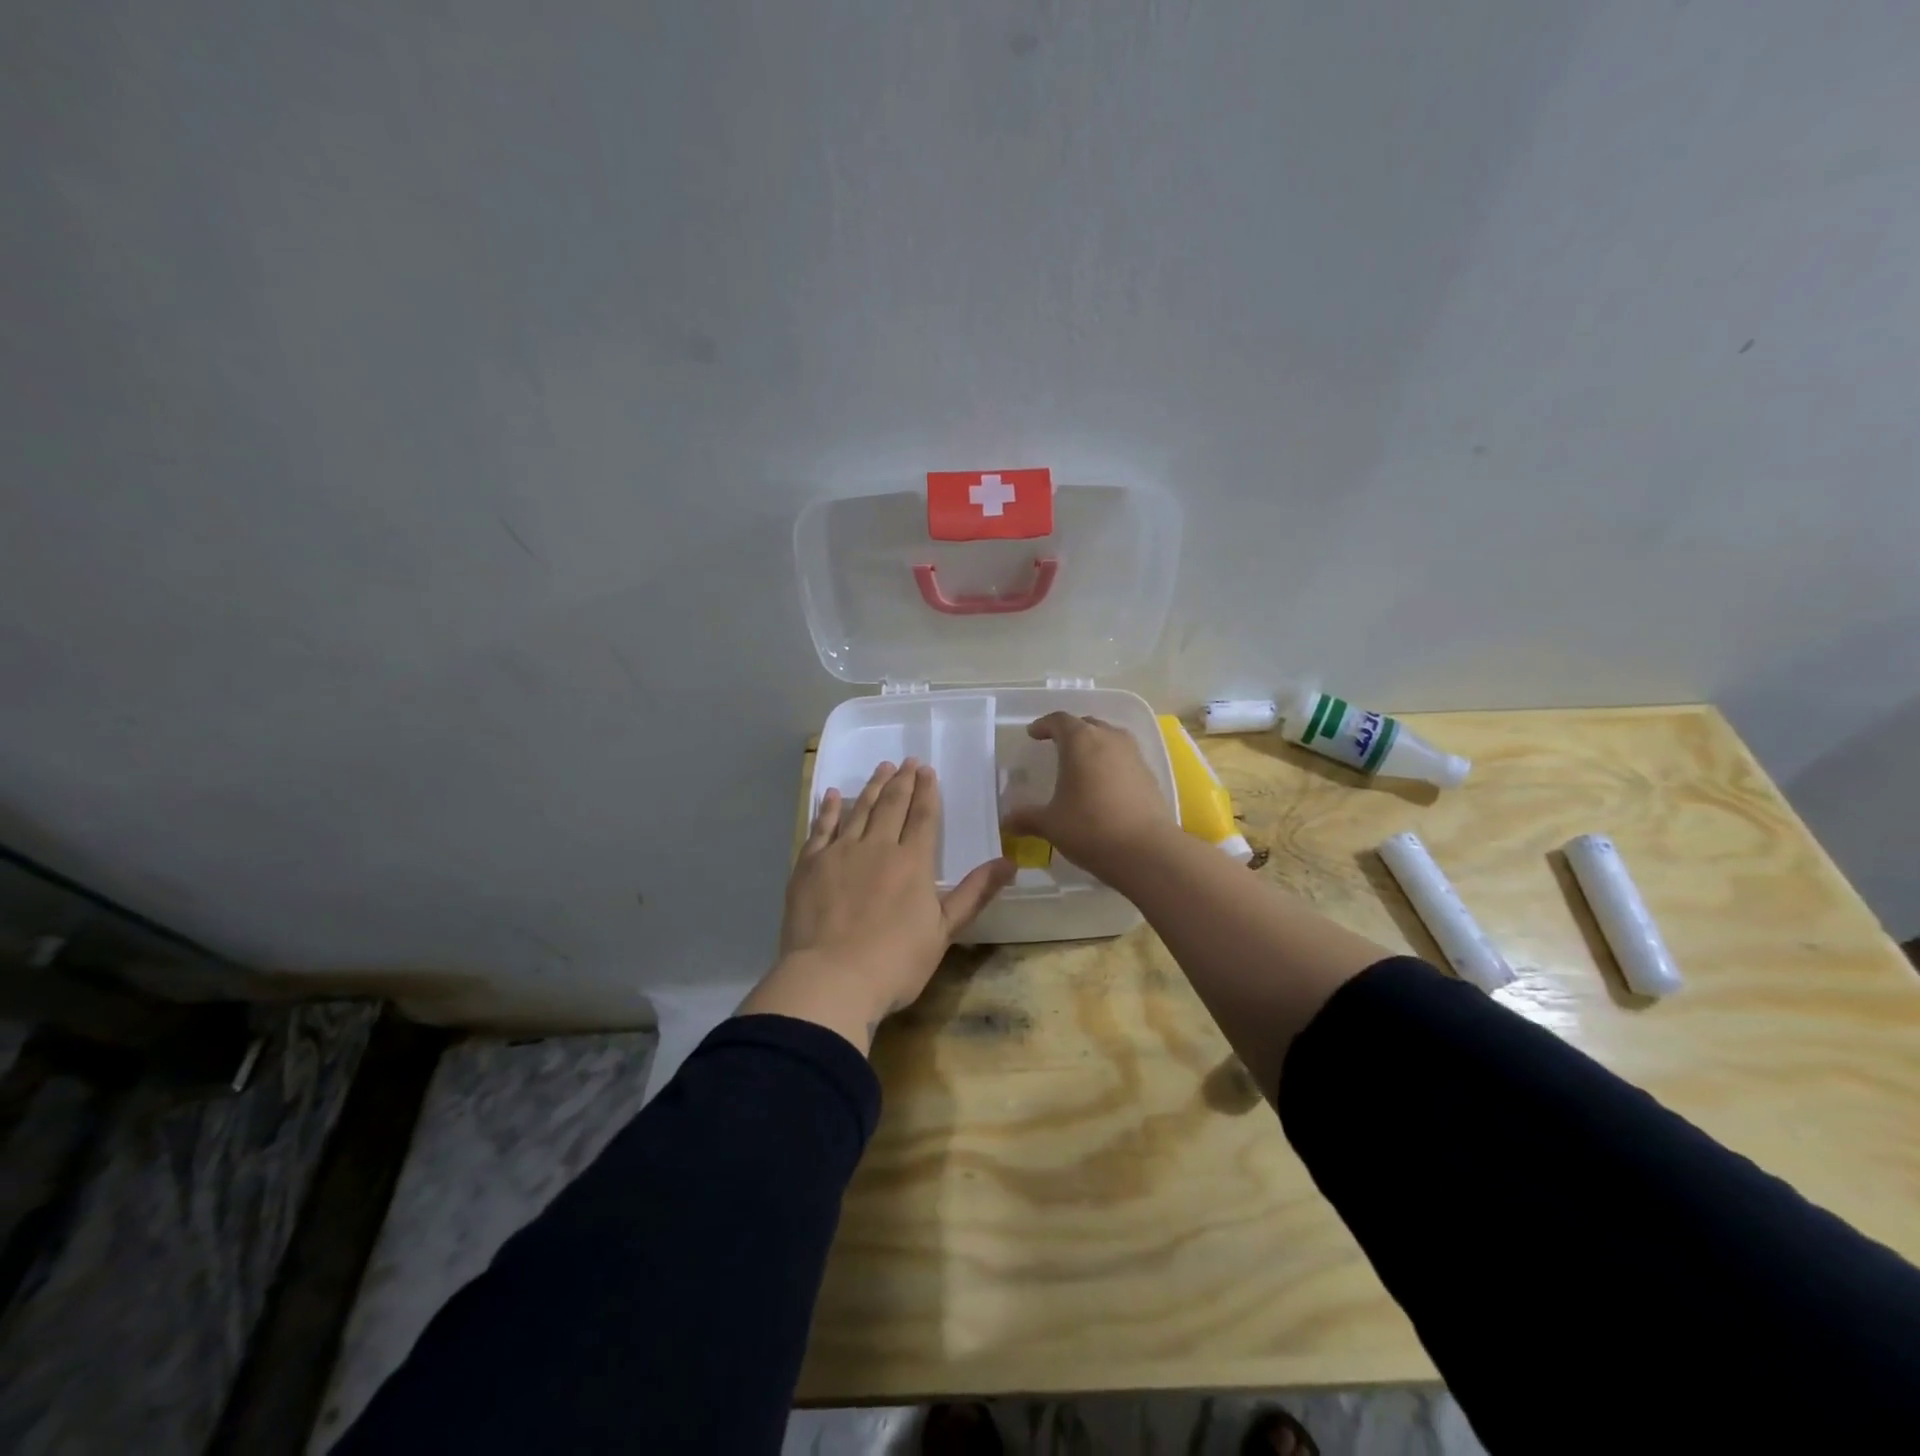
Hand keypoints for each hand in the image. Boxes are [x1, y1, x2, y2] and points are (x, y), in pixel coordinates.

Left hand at [741, 760, 1013, 1051]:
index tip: (927, 770)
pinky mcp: (810, 864)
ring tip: (881, 768)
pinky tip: (834, 794)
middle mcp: (877, 846)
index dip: (927, 791)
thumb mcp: (944, 931)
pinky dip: (830, 808)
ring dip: (873, 787)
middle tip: (906, 761)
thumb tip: (1010, 861)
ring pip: (860, 809)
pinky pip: (821, 827)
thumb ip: (975, 893)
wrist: (831, 979)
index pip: (923, 817)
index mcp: (912, 862)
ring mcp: (840, 852)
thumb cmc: (895, 962)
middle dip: (902, 781)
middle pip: (892, 806)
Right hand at [1001, 713, 1175, 882]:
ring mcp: (1134, 755)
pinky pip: (1125, 758)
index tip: (1033, 734)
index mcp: (1080, 741)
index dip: (1044, 725)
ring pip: (1110, 738)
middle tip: (1057, 745)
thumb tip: (1006, 822)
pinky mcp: (1150, 775)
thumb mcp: (1051, 824)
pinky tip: (1104, 784)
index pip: (1059, 720)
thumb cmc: (1090, 828)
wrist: (1146, 851)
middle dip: (1071, 731)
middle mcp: (1109, 739)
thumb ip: (1027, 818)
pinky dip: (1111, 763)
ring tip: (1082, 763)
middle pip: (1087, 724)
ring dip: (1094, 744)